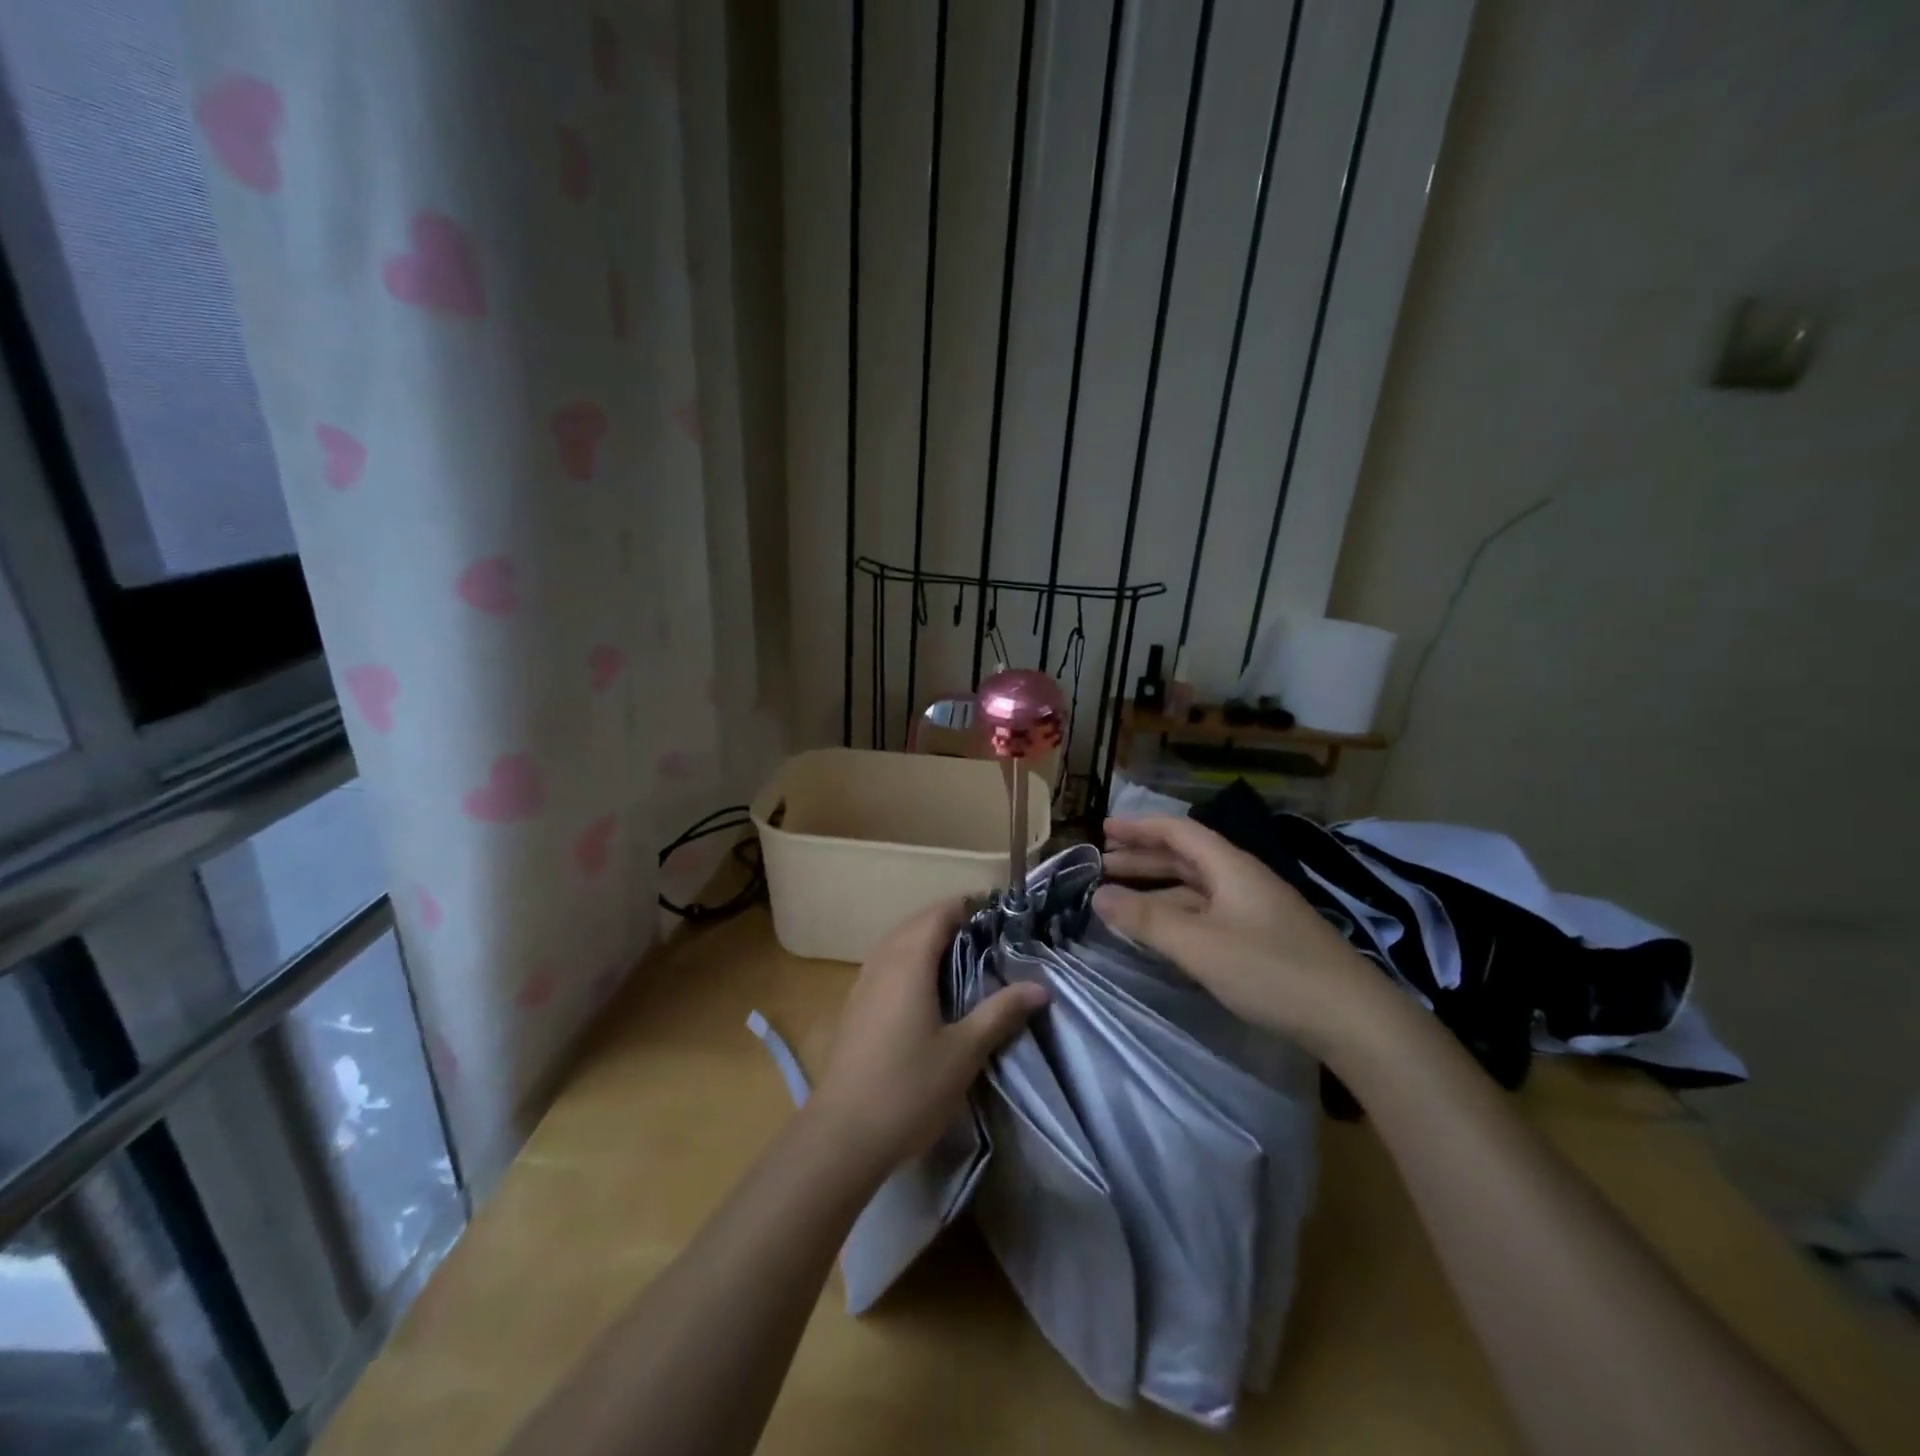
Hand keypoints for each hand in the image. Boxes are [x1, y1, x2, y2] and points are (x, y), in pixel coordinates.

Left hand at [809, 898, 1047, 1177]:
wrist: (842, 1135)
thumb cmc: (909, 1088)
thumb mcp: (964, 1052)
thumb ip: (1000, 1012)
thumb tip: (1040, 987)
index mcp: (909, 961)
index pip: (939, 913)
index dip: (969, 907)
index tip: (1001, 915)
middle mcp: (882, 961)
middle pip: (916, 922)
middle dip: (950, 920)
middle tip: (989, 937)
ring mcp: (863, 983)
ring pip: (897, 942)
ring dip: (927, 939)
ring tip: (963, 958)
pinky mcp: (855, 1006)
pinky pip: (885, 963)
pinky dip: (909, 959)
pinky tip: (927, 989)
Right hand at [1096, 815, 1379, 1052]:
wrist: (1352, 1018)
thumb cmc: (1270, 970)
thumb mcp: (1199, 944)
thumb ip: (1146, 919)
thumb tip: (1099, 896)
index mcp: (1230, 867)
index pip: (1178, 831)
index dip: (1140, 828)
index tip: (1103, 831)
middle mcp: (1242, 880)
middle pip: (1185, 857)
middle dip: (1142, 859)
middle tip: (1101, 866)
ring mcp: (1254, 911)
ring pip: (1195, 889)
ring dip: (1157, 889)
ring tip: (1119, 899)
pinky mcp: (1262, 940)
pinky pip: (1207, 914)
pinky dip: (1177, 915)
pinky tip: (1161, 932)